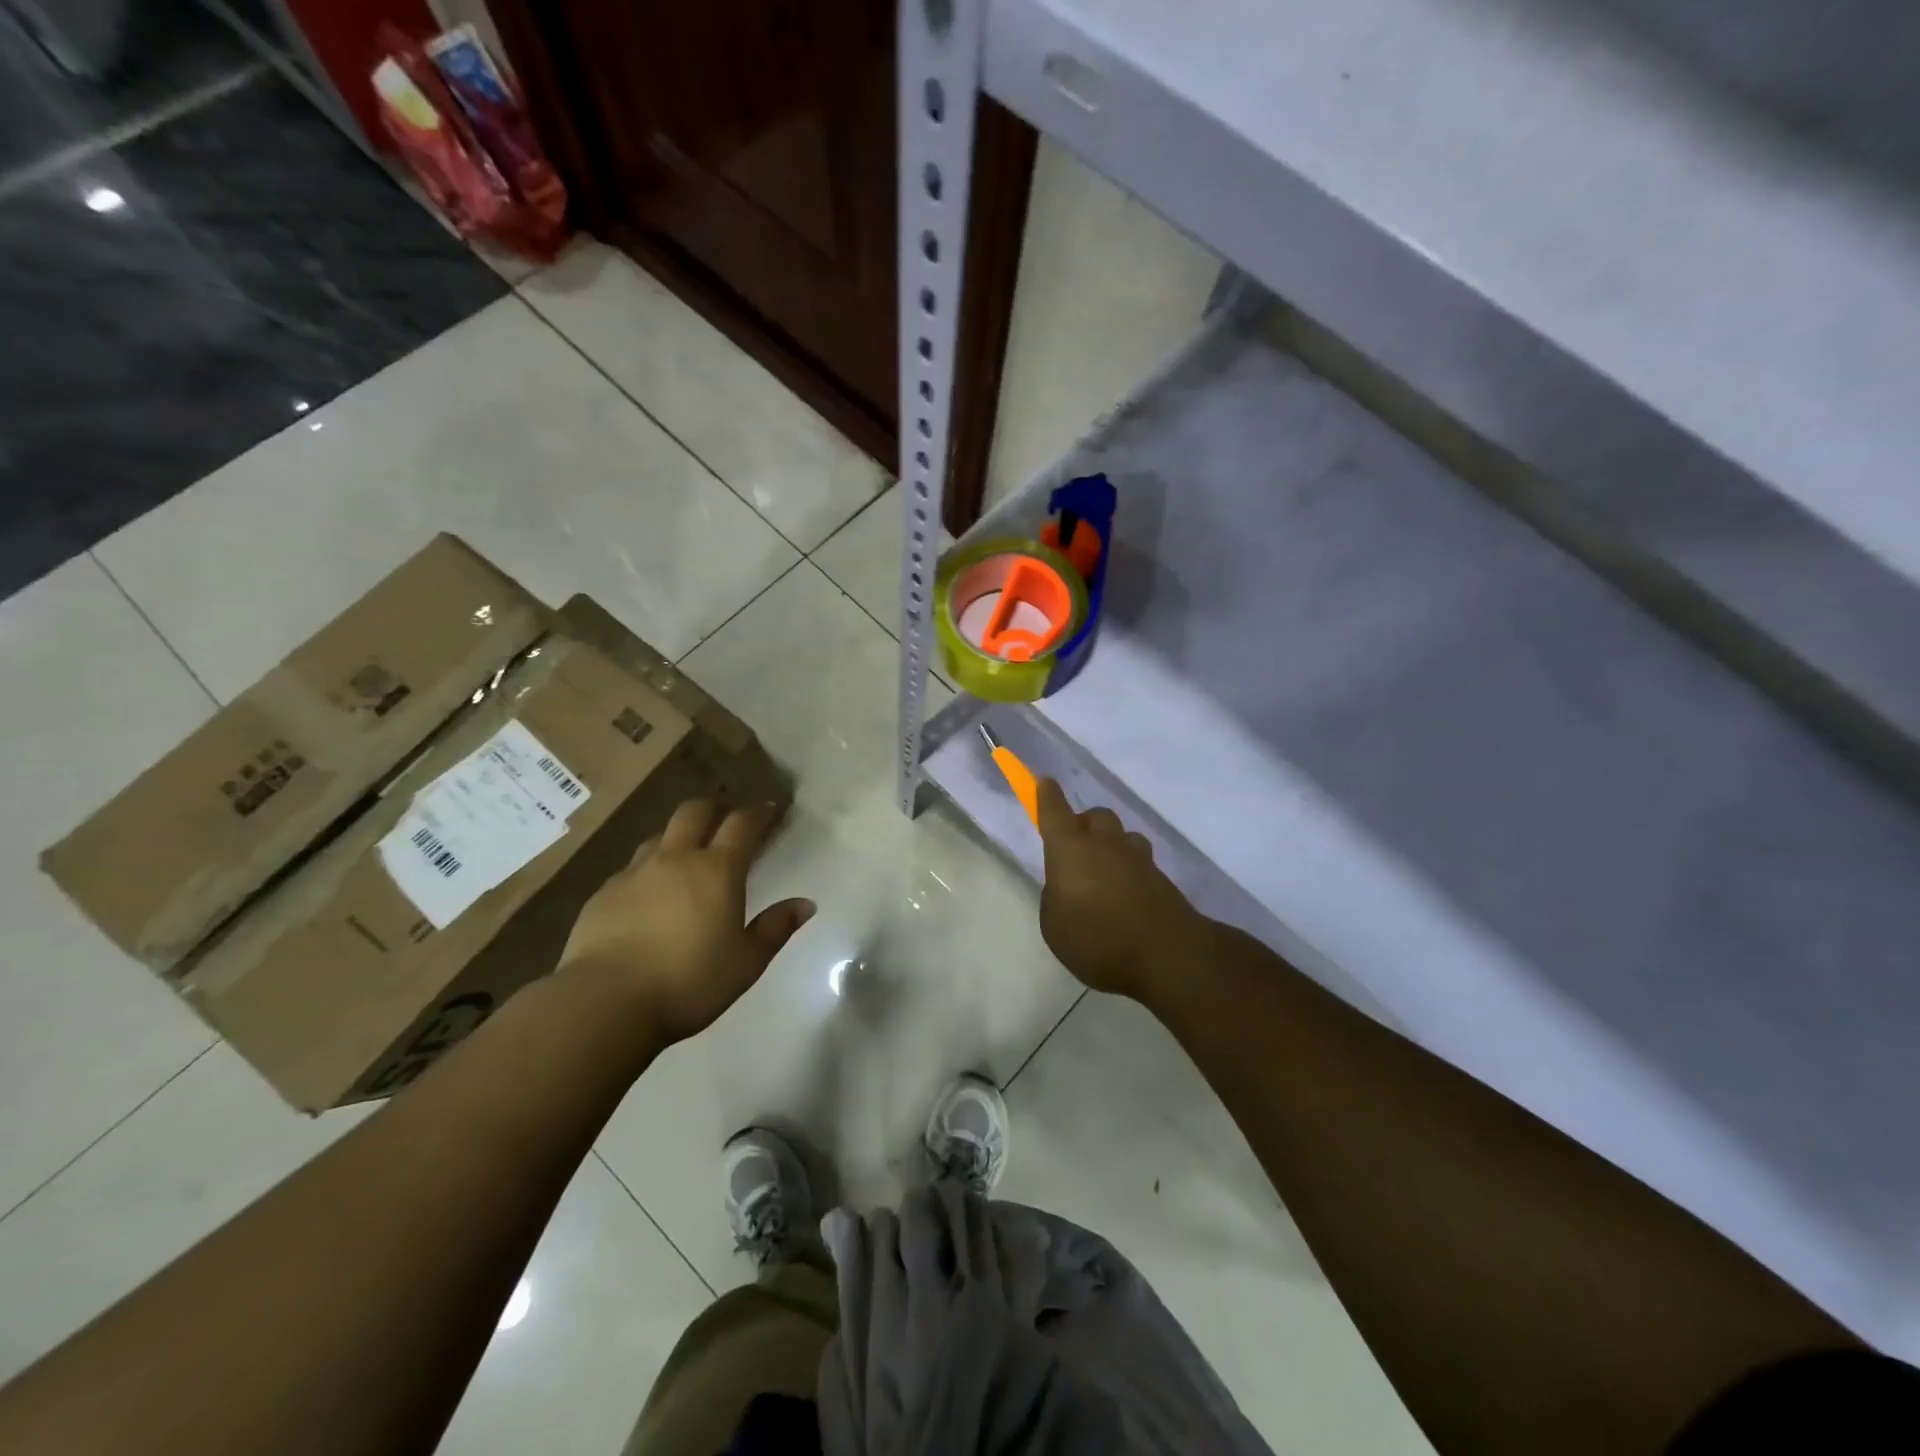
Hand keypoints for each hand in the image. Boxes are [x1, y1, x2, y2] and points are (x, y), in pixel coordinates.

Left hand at [556, 798, 813, 1046]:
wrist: (605, 1002)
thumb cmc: (688, 982)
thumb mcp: (746, 962)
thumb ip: (775, 928)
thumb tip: (806, 904)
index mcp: (717, 870)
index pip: (742, 824)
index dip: (758, 812)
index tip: (769, 809)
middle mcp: (675, 859)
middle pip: (694, 812)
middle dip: (714, 808)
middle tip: (725, 818)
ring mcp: (634, 873)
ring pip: (659, 837)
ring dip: (677, 836)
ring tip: (685, 854)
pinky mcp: (603, 894)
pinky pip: (630, 868)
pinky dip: (647, 870)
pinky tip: (647, 894)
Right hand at [1036, 777, 1202, 998]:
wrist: (1166, 954)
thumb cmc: (1096, 939)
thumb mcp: (1054, 925)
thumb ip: (1056, 897)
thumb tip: (1067, 886)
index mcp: (1070, 849)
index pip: (1054, 811)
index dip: (1047, 795)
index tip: (1044, 782)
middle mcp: (1104, 844)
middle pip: (1095, 817)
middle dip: (1084, 826)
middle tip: (1076, 852)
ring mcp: (1137, 859)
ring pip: (1122, 837)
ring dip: (1112, 847)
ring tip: (1105, 877)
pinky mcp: (1162, 878)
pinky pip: (1140, 864)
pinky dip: (1130, 873)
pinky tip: (1127, 899)